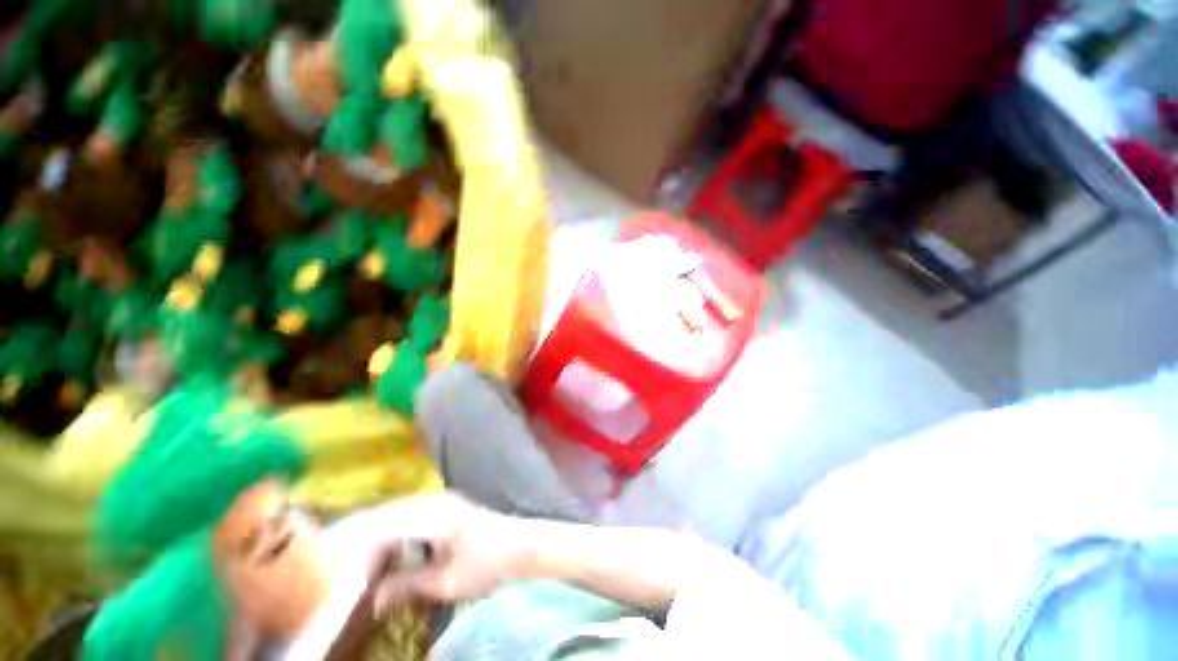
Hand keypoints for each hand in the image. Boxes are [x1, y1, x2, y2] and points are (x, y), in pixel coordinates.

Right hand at [335, 493, 534, 610]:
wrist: (521, 544)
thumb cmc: (487, 565)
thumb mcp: (446, 583)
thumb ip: (407, 586)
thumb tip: (372, 598)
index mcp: (435, 517)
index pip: (384, 524)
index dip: (354, 538)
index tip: (329, 552)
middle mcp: (436, 502)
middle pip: (388, 512)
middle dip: (360, 531)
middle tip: (333, 553)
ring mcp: (442, 501)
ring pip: (398, 510)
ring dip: (375, 527)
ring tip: (351, 550)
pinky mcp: (447, 506)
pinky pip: (410, 512)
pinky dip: (392, 526)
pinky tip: (384, 544)